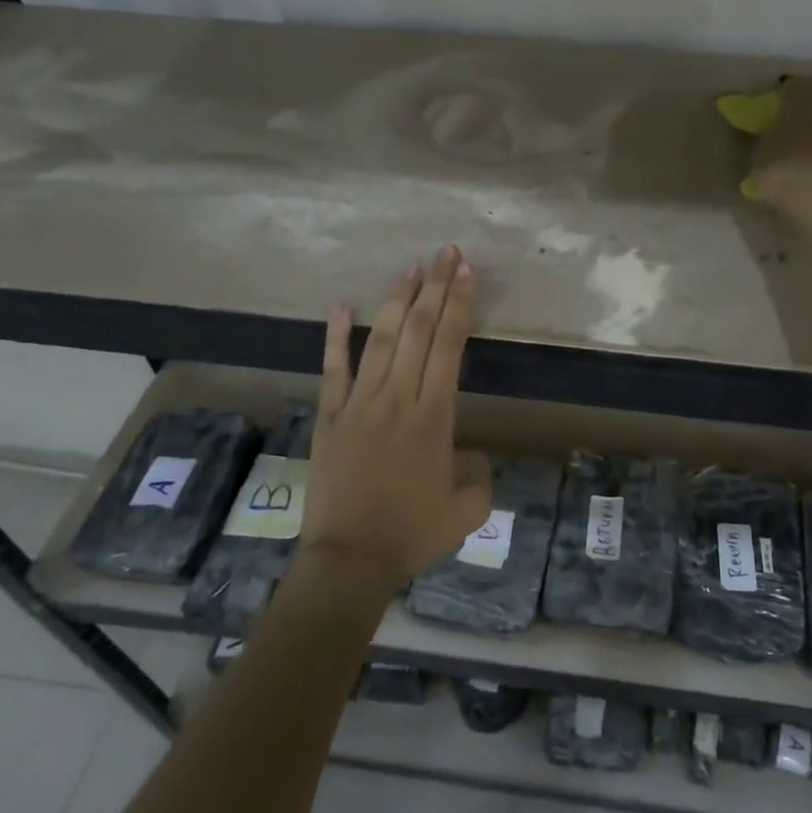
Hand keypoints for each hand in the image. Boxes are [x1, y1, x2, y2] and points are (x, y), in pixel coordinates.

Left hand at [301, 246, 490, 589]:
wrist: (350, 559)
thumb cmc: (413, 533)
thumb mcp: (469, 509)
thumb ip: (481, 473)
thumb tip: (470, 453)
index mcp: (433, 415)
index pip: (448, 345)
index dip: (458, 305)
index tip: (466, 272)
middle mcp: (397, 397)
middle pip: (418, 330)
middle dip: (435, 287)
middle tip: (446, 252)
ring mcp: (359, 403)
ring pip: (380, 339)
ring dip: (396, 300)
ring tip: (410, 268)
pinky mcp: (330, 416)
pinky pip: (333, 368)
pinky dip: (336, 335)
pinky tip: (341, 305)